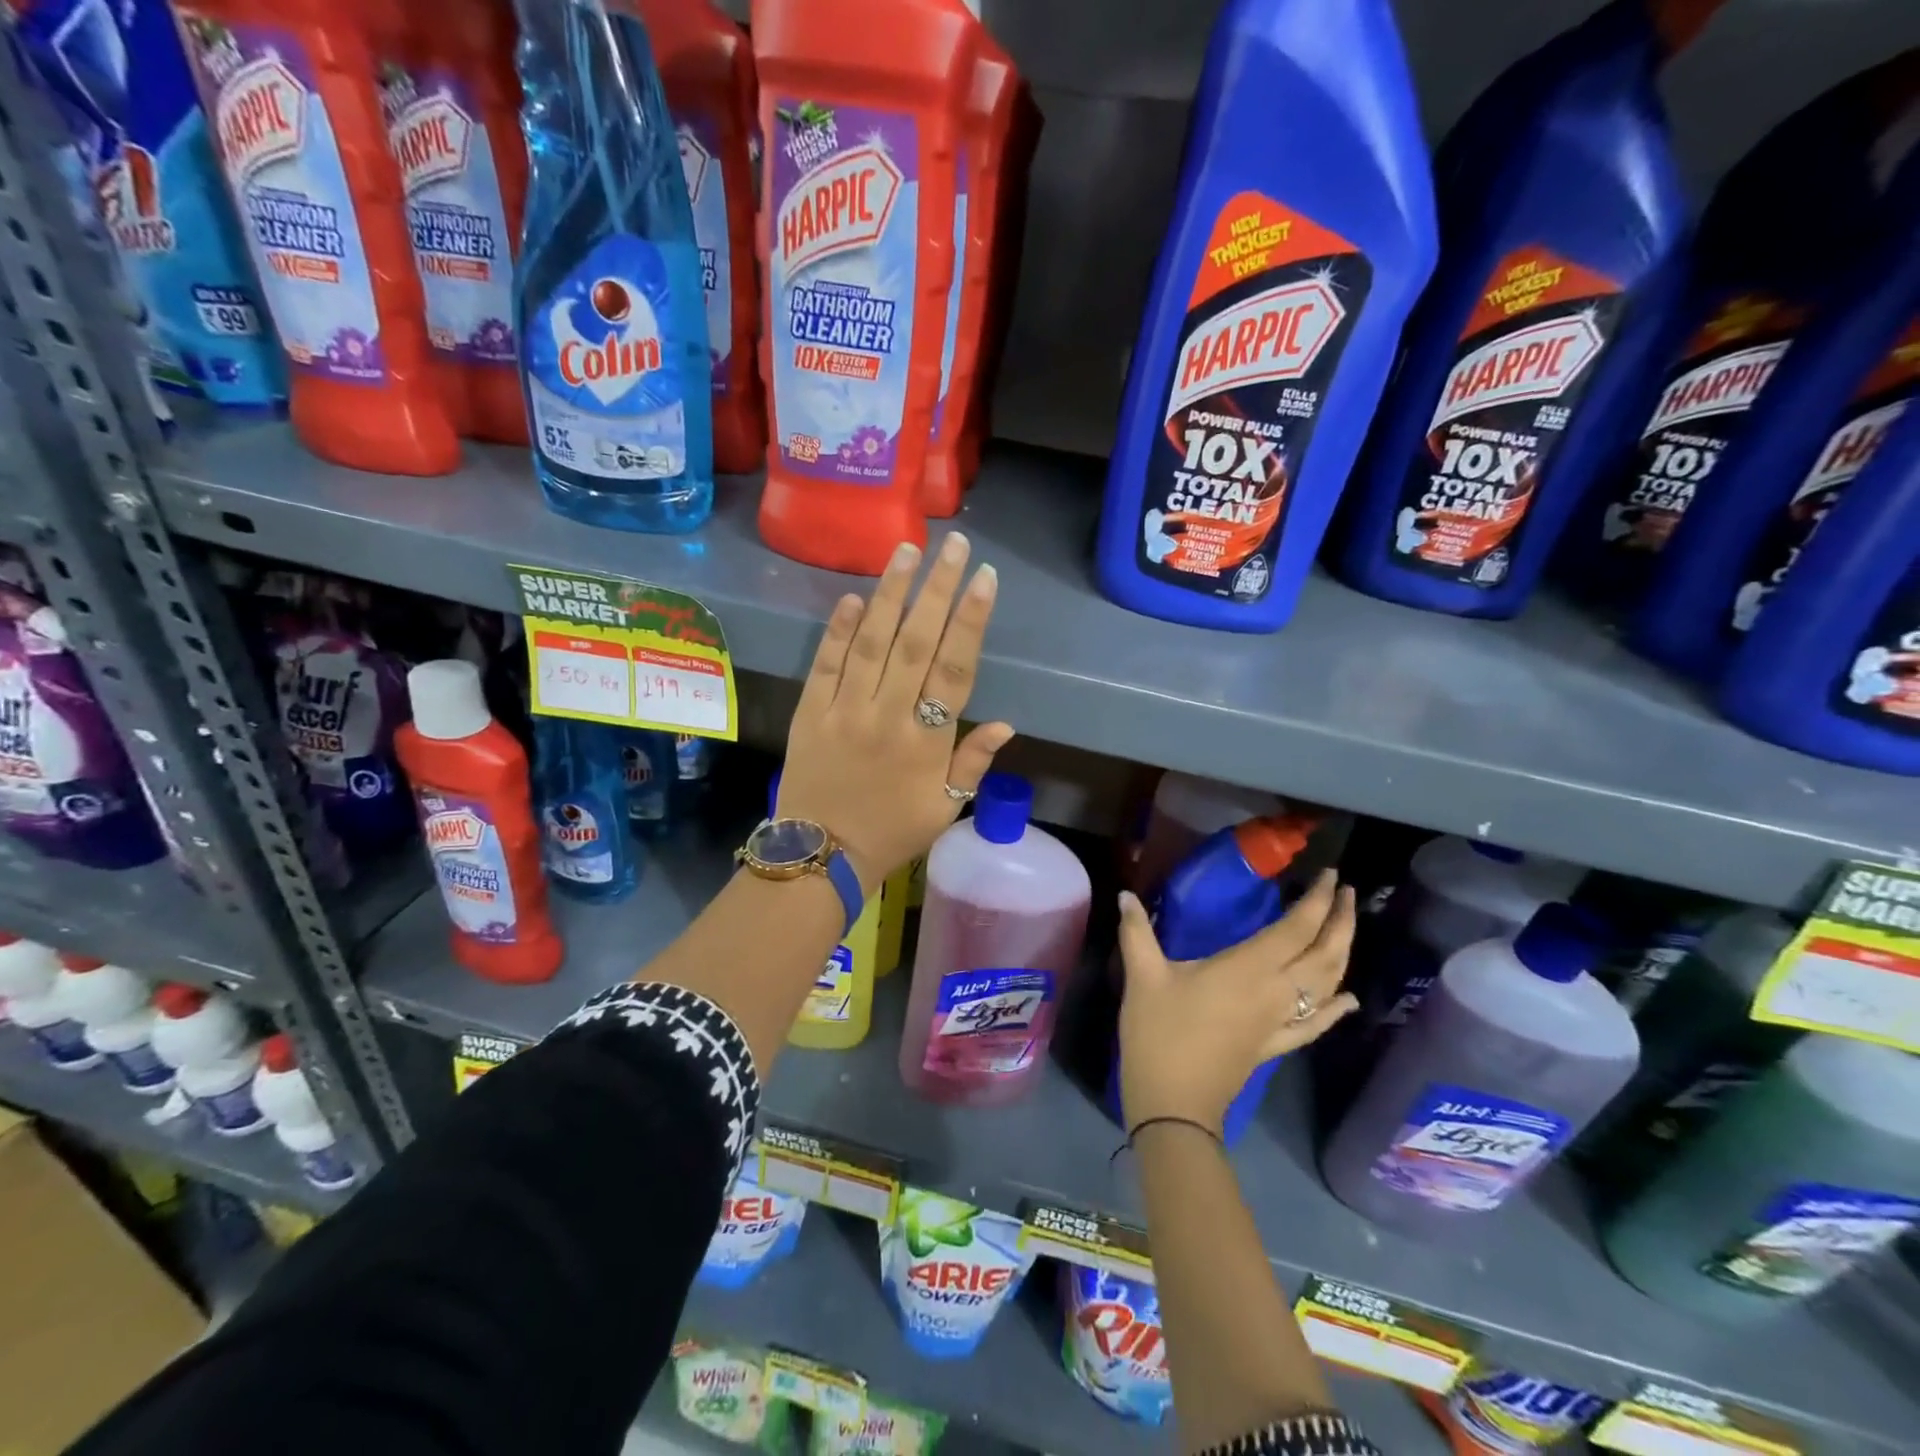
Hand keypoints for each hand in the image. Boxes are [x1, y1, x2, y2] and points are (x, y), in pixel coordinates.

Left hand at [777, 534, 1013, 891]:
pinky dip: (838, 630)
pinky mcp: (811, 711)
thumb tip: (1009, 723)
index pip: (955, 669)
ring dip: (890, 594)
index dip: (971, 620)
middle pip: (917, 642)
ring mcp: (846, 710)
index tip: (984, 578)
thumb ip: (974, 763)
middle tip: (952, 543)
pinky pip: (825, 664)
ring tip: (907, 551)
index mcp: (928, 741)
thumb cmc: (892, 833)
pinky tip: (852, 596)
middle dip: (937, 589)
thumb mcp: (945, 808)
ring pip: (871, 642)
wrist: (820, 856)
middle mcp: (888, 716)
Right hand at [1117, 872, 1357, 1135]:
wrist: (1174, 1104)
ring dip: (1342, 954)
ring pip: (1326, 985)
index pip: (1296, 929)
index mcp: (1248, 969)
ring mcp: (1279, 1022)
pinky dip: (1335, 1009)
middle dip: (1340, 921)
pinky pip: (1315, 1024)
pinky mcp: (1274, 1045)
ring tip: (1346, 927)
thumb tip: (1125, 895)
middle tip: (1346, 892)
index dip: (1316, 900)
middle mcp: (1275, 992)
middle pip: (1324, 954)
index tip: (1329, 874)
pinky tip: (1348, 999)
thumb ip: (1137, 932)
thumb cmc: (1159, 1034)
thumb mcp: (1143, 977)